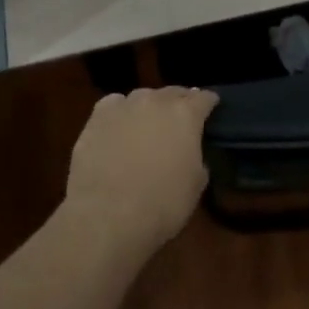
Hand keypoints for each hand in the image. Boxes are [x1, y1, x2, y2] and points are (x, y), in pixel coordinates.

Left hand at [64, 87, 217, 250]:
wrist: (107, 216)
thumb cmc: (161, 204)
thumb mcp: (195, 185)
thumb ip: (197, 158)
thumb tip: (190, 152)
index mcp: (186, 114)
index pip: (204, 98)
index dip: (209, 103)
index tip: (211, 108)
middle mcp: (156, 101)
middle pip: (173, 92)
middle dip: (180, 102)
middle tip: (180, 118)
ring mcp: (124, 106)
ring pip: (142, 97)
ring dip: (149, 107)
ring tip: (148, 124)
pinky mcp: (97, 117)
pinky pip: (114, 105)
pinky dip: (120, 112)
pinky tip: (119, 126)